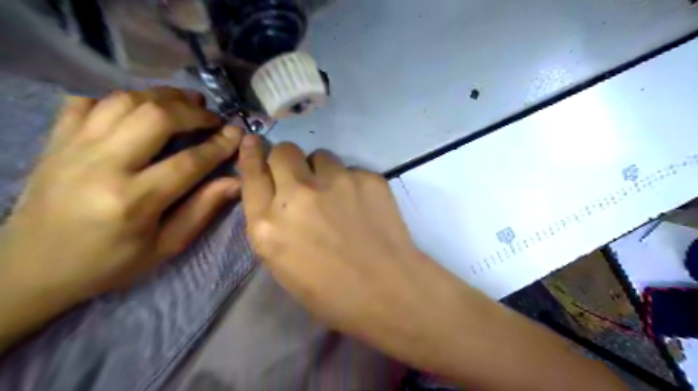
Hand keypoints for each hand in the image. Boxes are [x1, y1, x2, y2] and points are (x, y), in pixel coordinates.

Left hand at [0, 87, 242, 308]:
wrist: (31, 267)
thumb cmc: (109, 263)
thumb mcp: (166, 246)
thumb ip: (202, 210)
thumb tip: (236, 181)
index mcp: (134, 201)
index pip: (189, 161)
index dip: (220, 145)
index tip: (237, 133)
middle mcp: (102, 166)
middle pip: (156, 117)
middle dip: (193, 112)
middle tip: (212, 117)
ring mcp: (73, 148)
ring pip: (125, 101)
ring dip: (162, 96)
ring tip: (186, 103)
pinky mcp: (55, 141)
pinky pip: (87, 102)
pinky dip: (119, 98)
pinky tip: (140, 109)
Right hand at [237, 137, 464, 357]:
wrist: (387, 289)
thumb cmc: (331, 291)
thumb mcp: (282, 263)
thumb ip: (272, 223)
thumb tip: (276, 191)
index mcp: (268, 224)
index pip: (252, 173)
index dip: (252, 155)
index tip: (253, 142)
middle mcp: (297, 194)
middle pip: (284, 151)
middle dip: (288, 160)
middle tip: (302, 177)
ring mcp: (335, 182)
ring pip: (320, 155)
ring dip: (322, 171)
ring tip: (337, 195)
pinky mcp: (367, 177)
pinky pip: (351, 169)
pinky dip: (351, 183)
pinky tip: (362, 205)